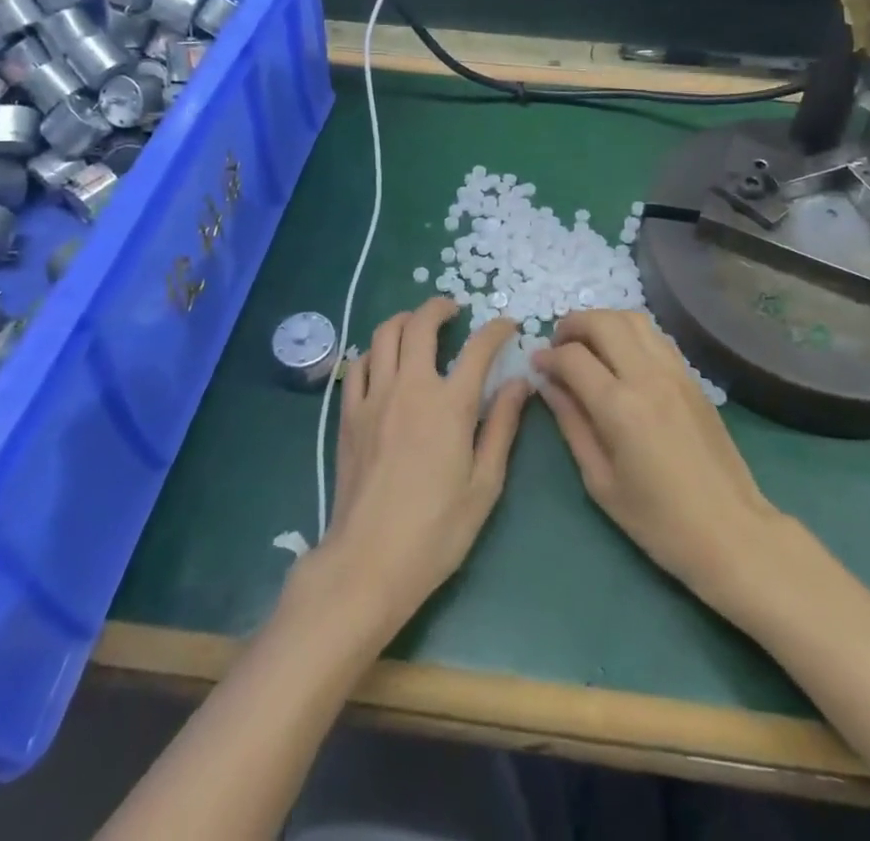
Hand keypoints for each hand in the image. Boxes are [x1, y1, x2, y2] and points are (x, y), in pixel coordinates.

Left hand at [317, 299, 529, 636]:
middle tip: (454, 310)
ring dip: (405, 320)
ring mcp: (374, 397)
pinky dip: (374, 351)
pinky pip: (358, 364)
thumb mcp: (484, 484)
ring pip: (384, 334)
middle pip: (420, 324)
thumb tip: (520, 383)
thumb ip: (502, 426)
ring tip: (418, 326)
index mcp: (450, 405)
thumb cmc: (436, 530)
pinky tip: (384, 361)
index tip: (508, 325)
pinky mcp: (349, 414)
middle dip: (440, 307)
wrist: (368, 561)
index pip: (479, 348)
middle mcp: (410, 388)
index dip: (497, 329)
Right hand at [535, 310, 788, 617]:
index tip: (536, 365)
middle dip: (572, 325)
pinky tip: (621, 355)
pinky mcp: (693, 377)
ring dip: (603, 321)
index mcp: (619, 407)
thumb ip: (571, 424)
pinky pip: (656, 336)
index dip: (547, 356)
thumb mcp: (600, 481)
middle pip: (603, 321)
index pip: (572, 357)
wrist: (731, 532)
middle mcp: (647, 376)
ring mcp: (675, 372)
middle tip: (558, 345)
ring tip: (588, 344)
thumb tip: (548, 385)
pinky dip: (630, 332)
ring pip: (633, 318)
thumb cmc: (658, 521)